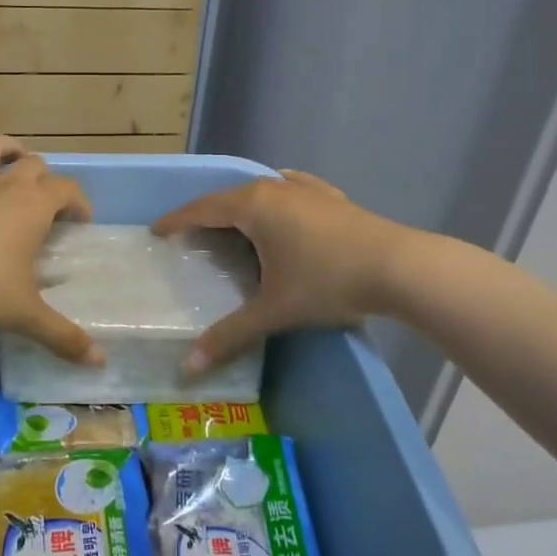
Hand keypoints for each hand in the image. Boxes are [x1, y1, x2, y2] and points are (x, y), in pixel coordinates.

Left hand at [0, 135, 103, 363]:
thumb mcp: (27, 314)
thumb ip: (64, 336)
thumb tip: (100, 362)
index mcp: (35, 206)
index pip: (68, 190)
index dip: (79, 203)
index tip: (81, 222)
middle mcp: (7, 184)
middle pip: (35, 165)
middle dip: (47, 179)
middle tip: (47, 204)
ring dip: (9, 150)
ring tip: (15, 160)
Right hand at [152, 171, 399, 372]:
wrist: (400, 267)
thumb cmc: (327, 282)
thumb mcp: (273, 310)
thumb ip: (229, 335)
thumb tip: (188, 366)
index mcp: (253, 207)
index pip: (202, 209)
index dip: (176, 221)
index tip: (157, 232)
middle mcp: (275, 189)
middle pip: (228, 198)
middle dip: (205, 215)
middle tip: (189, 236)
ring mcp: (306, 190)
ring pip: (260, 192)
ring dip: (239, 207)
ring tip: (229, 226)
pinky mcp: (332, 198)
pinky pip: (291, 190)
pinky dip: (276, 197)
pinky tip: (282, 195)